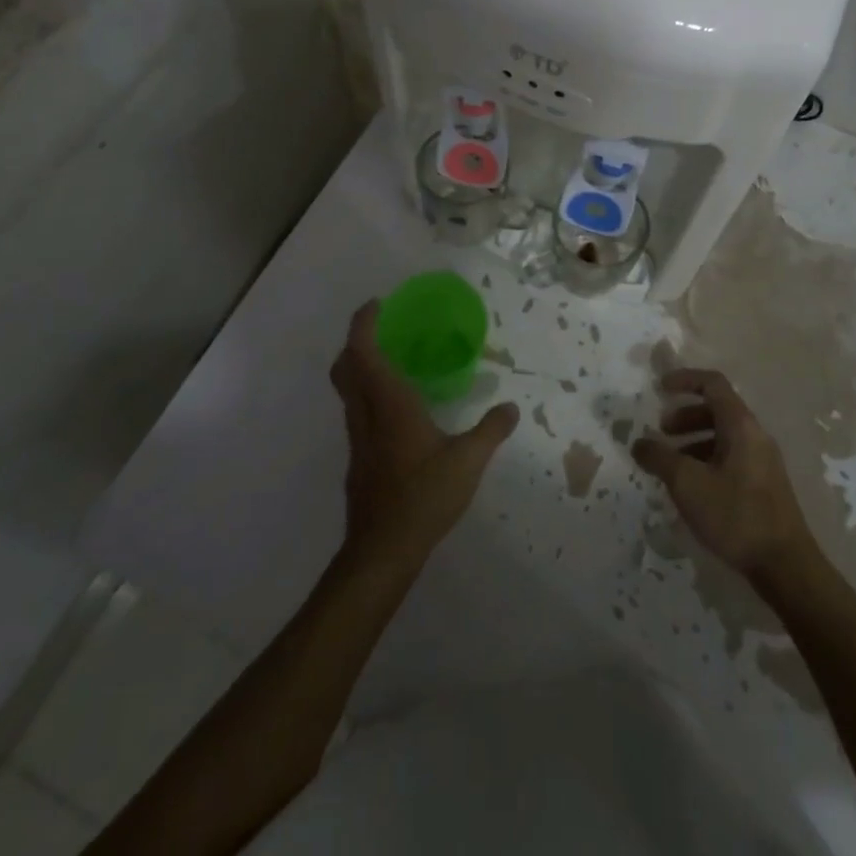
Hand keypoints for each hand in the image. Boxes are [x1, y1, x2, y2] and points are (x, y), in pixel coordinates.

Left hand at [331, 301, 519, 569]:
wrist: (382, 551)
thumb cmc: (424, 496)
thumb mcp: (468, 461)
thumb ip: (490, 430)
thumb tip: (511, 407)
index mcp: (389, 403)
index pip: (363, 351)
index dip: (363, 324)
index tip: (377, 305)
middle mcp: (366, 414)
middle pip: (345, 367)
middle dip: (356, 342)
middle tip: (382, 331)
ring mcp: (357, 439)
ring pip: (347, 391)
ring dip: (360, 369)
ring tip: (392, 364)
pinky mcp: (358, 460)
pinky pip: (357, 413)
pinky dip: (367, 396)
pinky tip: (396, 412)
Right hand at [633, 368, 816, 579]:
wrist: (785, 566)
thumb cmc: (735, 515)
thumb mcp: (687, 484)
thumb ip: (659, 458)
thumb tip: (639, 443)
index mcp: (741, 425)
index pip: (712, 384)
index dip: (685, 379)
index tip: (660, 388)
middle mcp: (755, 435)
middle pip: (717, 409)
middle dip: (685, 416)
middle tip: (661, 433)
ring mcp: (763, 461)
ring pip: (723, 436)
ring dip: (694, 441)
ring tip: (672, 465)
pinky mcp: (764, 485)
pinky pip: (730, 458)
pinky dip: (707, 460)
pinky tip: (692, 489)